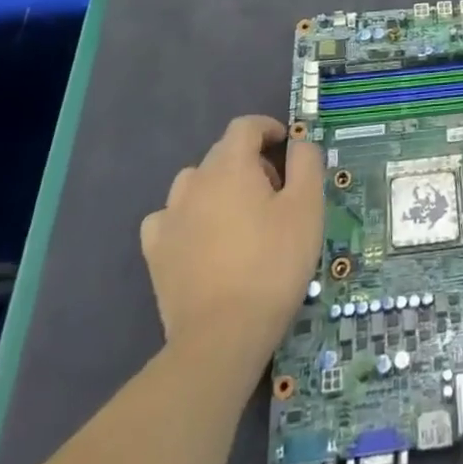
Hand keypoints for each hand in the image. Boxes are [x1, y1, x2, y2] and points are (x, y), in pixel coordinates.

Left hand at [141, 116, 323, 372]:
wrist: (223, 336)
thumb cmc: (273, 264)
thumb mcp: (307, 207)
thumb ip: (306, 163)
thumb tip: (298, 142)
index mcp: (230, 166)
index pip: (245, 126)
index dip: (267, 128)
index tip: (286, 144)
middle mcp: (194, 182)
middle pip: (222, 153)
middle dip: (250, 160)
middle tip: (276, 190)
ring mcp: (169, 217)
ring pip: (195, 183)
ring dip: (218, 186)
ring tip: (240, 216)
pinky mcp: (155, 252)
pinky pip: (170, 217)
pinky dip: (188, 217)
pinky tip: (203, 238)